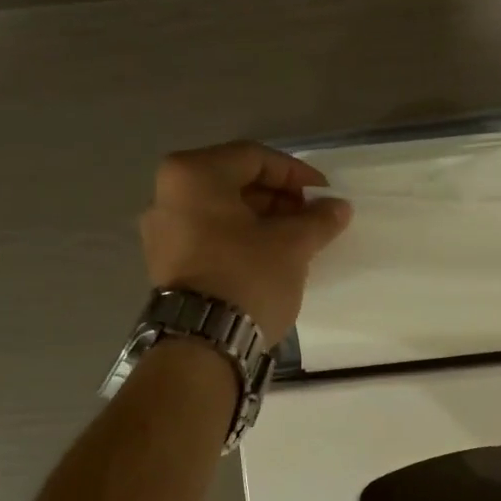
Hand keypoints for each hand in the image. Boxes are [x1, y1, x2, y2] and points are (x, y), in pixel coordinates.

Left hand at [140, 141, 351, 342]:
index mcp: (192, 175)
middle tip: (311, 218)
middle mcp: (166, 194)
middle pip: (234, 182)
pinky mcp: (165, 263)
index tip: (325, 194)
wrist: (204, 342)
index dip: (296, 174)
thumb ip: (318, 219)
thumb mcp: (292, 245)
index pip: (255, 158)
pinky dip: (240, 238)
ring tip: (296, 239)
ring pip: (222, 212)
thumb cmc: (248, 277)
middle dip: (278, 198)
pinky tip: (268, 256)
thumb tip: (338, 207)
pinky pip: (209, 236)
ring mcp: (161, 231)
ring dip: (262, 220)